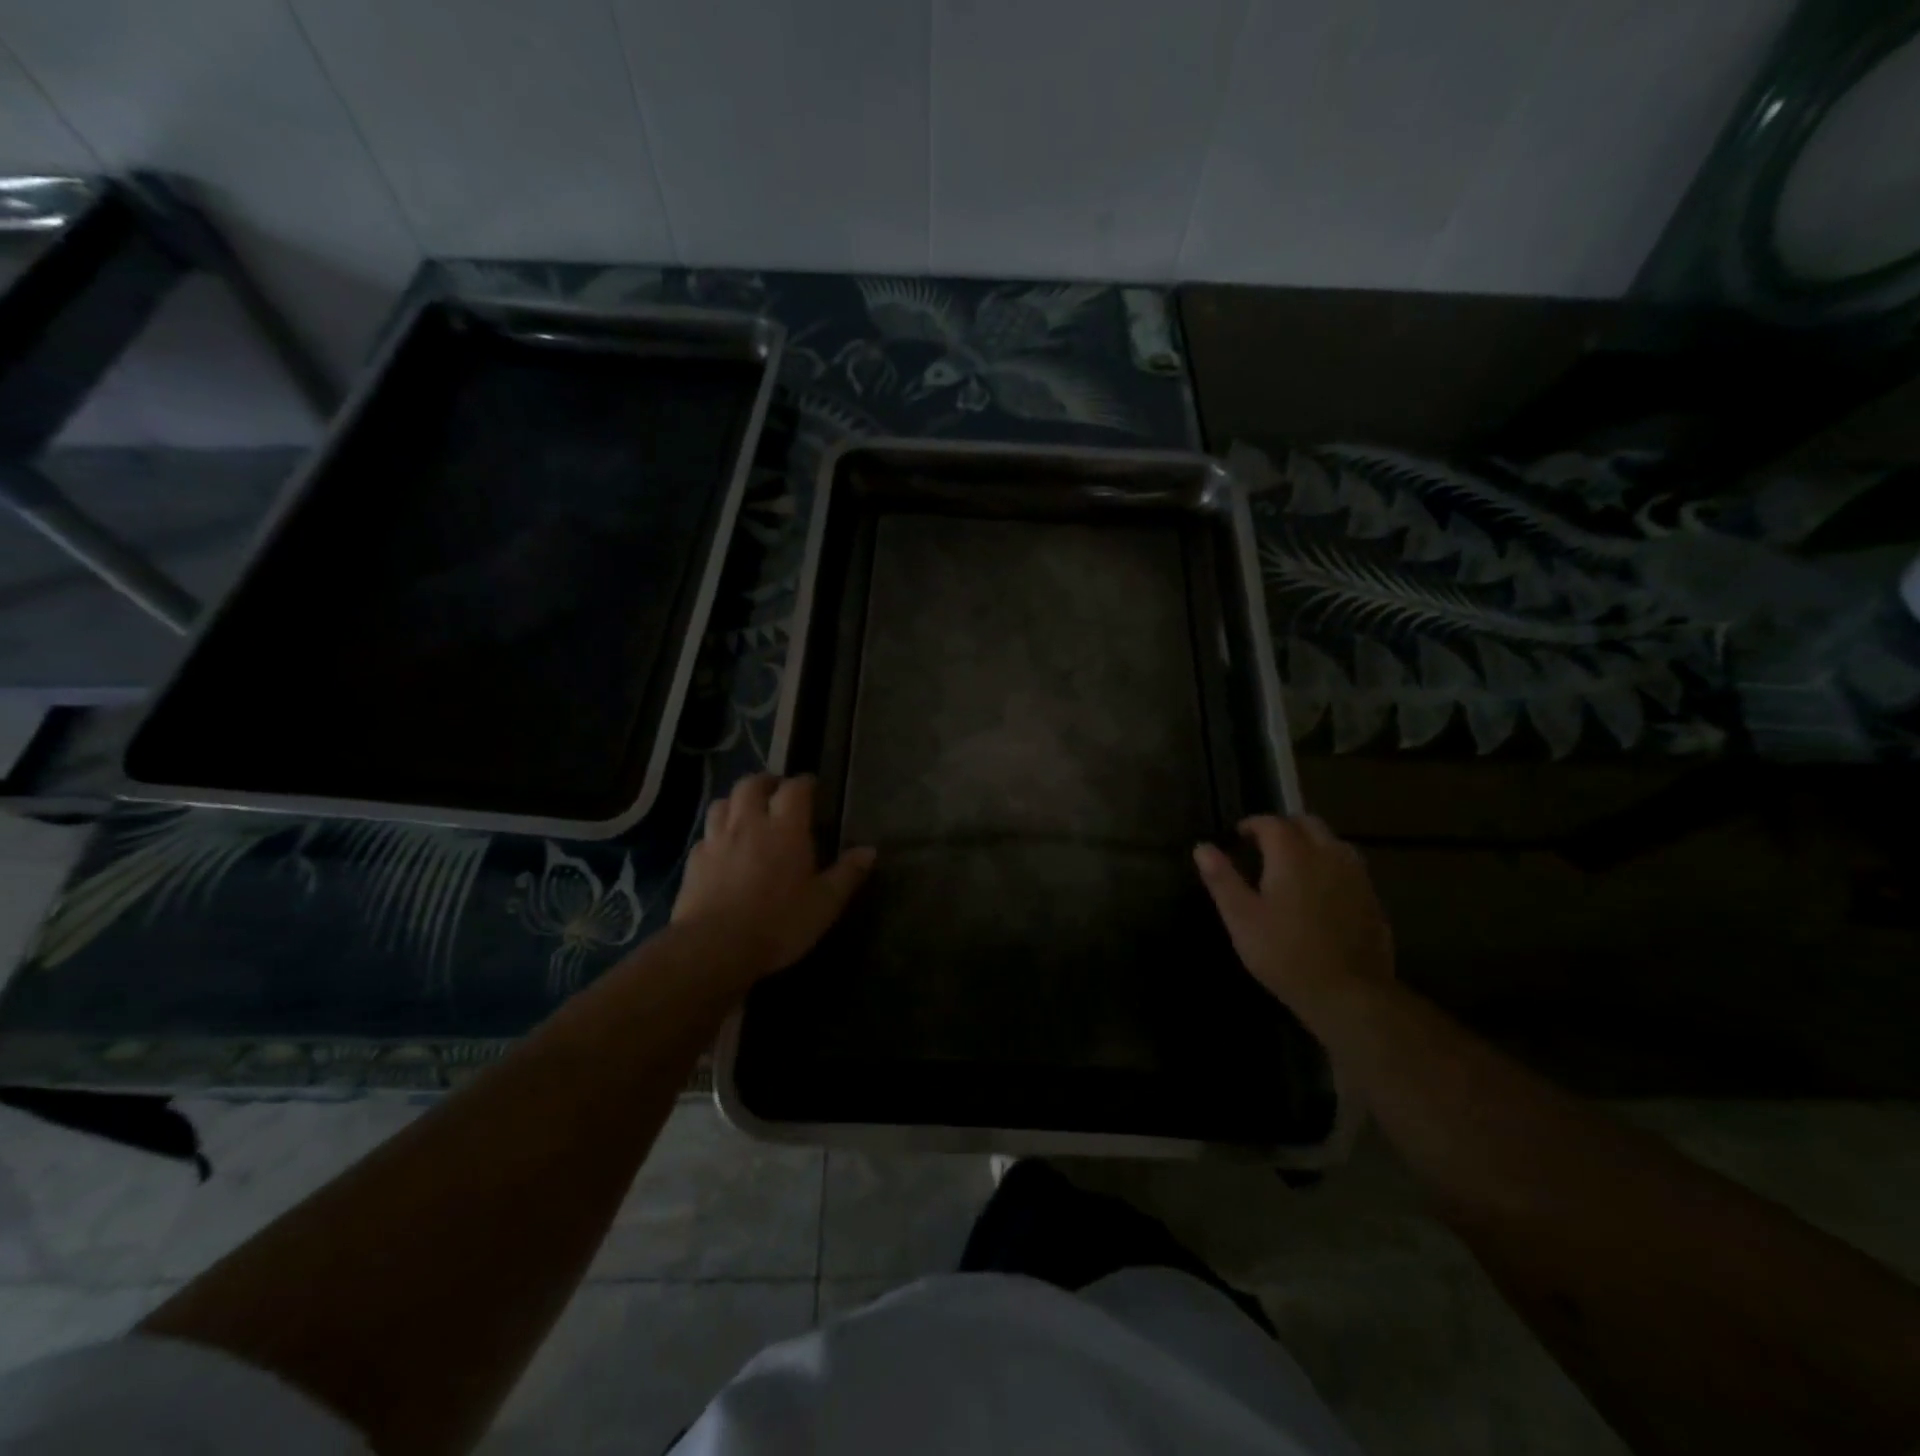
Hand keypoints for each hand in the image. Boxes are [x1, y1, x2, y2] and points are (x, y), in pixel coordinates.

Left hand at [672, 774, 874, 982]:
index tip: (812, 786)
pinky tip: (722, 848)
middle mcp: (748, 824)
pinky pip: (706, 834)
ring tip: (748, 813)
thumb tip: (869, 851)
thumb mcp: (824, 904)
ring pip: (723, 803)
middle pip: (752, 784)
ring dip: (737, 801)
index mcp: (785, 828)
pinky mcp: (693, 860)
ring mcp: (716, 840)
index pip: (794, 789)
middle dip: (766, 782)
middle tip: (777, 792)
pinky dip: (717, 832)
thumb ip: (847, 874)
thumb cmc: (778, 923)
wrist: (714, 947)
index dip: (804, 783)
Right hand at [1193, 815, 1393, 1022]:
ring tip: (1294, 864)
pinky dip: (1331, 865)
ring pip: (1333, 842)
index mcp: (1293, 855)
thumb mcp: (1241, 918)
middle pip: (1308, 823)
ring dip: (1312, 842)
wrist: (1348, 994)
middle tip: (1265, 845)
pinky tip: (1321, 890)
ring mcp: (1356, 877)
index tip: (1239, 836)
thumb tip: (1202, 847)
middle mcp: (1328, 855)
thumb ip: (1222, 879)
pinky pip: (1350, 867)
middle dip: (1285, 827)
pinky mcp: (1372, 899)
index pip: (1272, 823)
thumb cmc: (1284, 953)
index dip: (1253, 824)